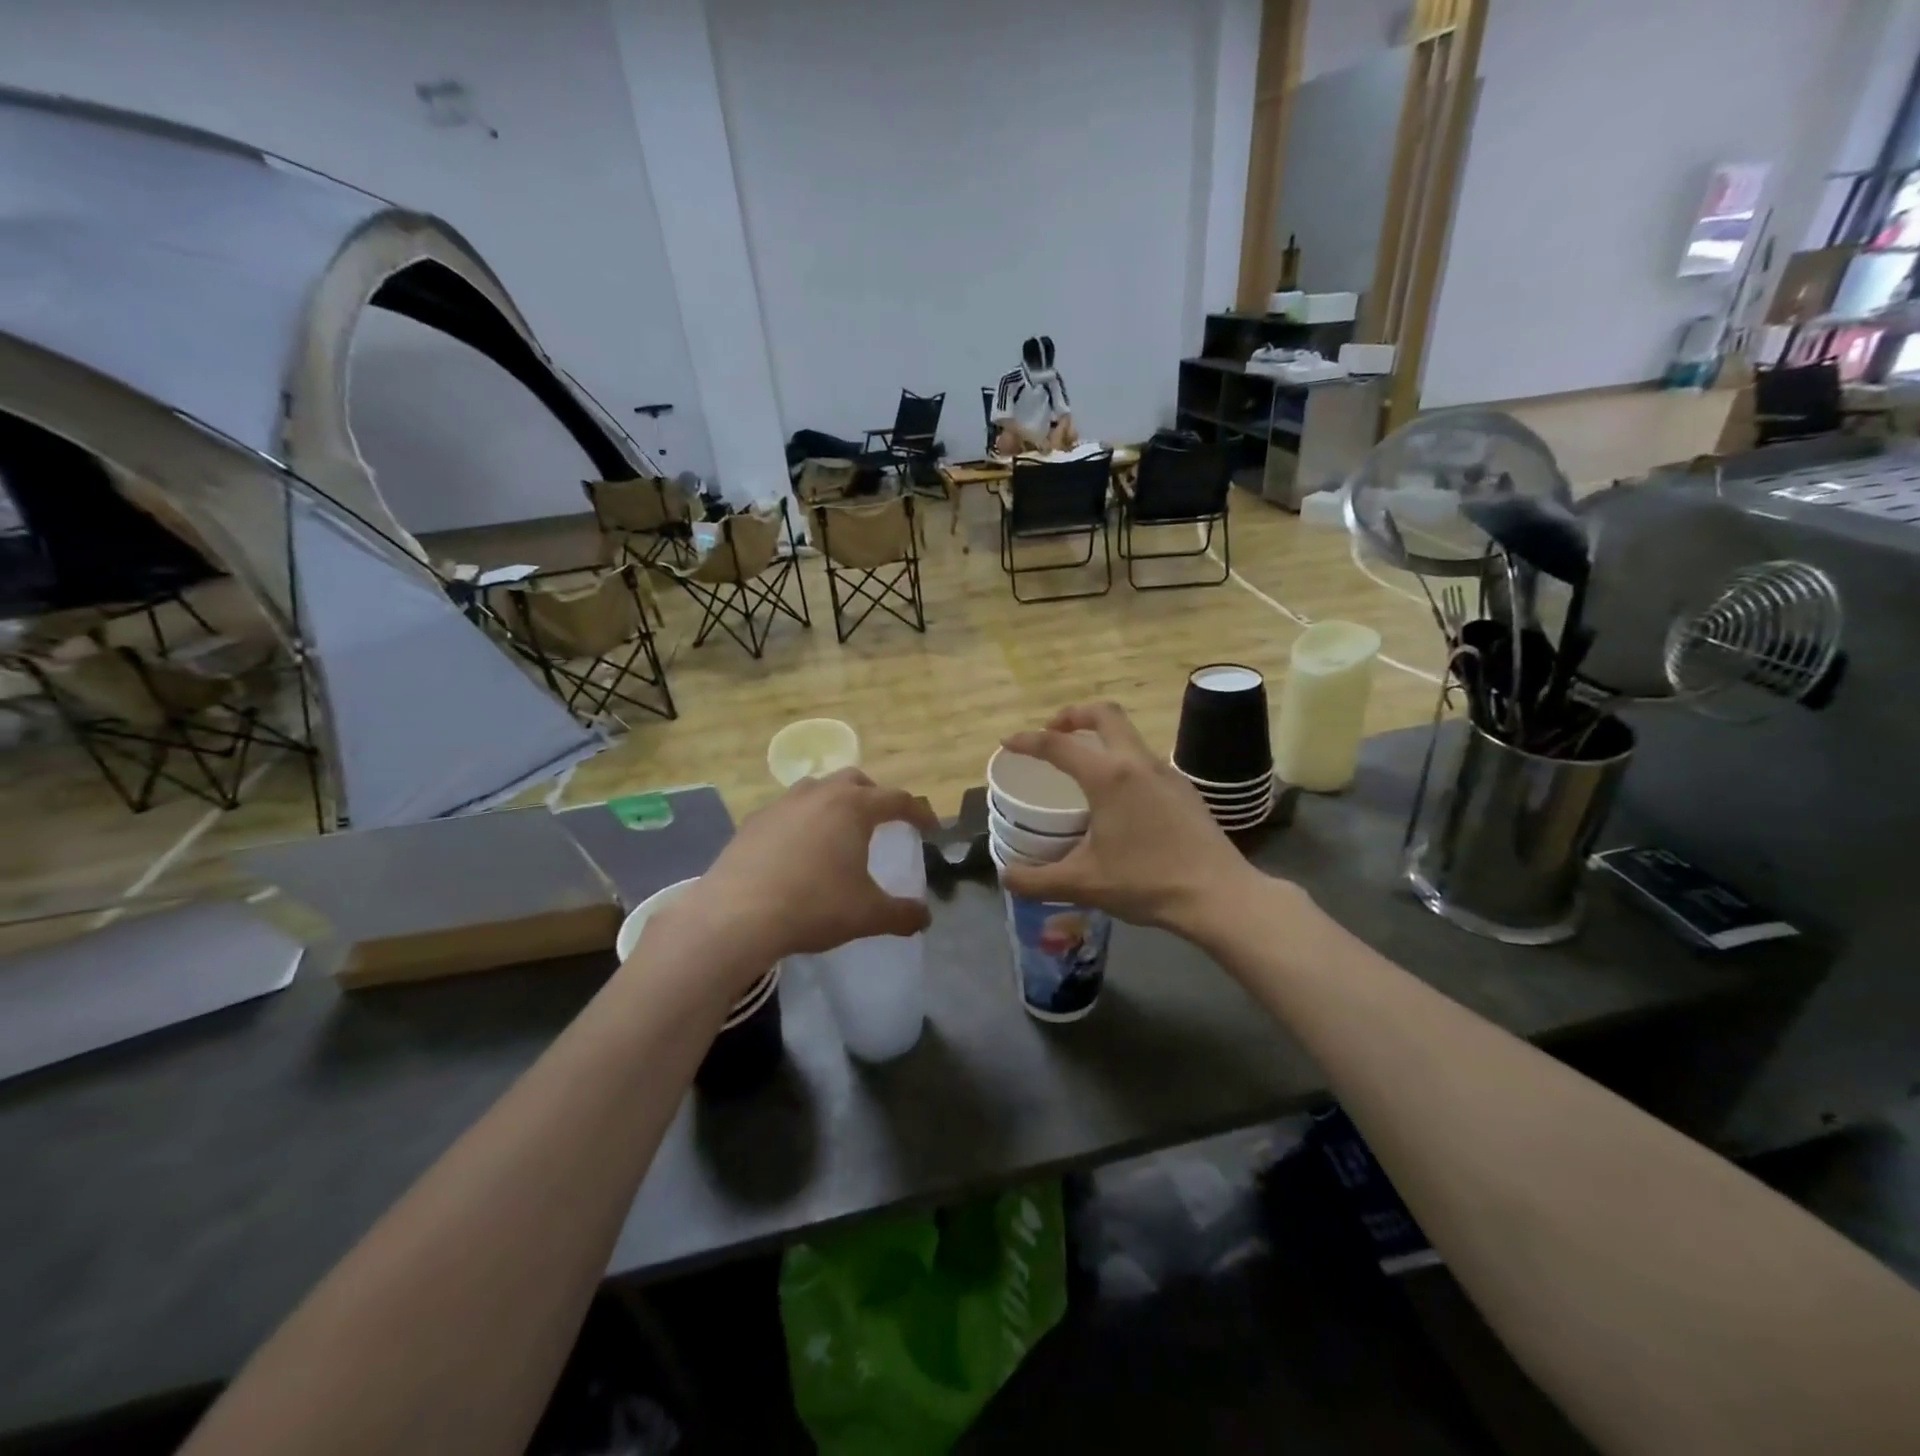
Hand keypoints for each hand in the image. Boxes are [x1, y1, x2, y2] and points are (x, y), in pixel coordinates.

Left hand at [670, 770, 936, 992]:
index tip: (929, 827)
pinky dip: (803, 820)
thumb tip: (925, 917)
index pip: (897, 799)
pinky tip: (798, 848)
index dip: (918, 812)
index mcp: (853, 807)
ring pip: (817, 788)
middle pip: (855, 780)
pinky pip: (787, 810)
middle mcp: (819, 794)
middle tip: (883, 820)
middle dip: (874, 795)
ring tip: (839, 828)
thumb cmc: (813, 906)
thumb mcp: (867, 915)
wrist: (736, 915)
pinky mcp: (753, 822)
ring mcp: (781, 804)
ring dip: (835, 801)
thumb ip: (902, 914)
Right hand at [998, 703, 1264, 937]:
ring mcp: (1167, 773)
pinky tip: (1119, 799)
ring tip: (1082, 767)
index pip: (1058, 745)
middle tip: (1052, 732)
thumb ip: (1035, 880)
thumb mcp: (1082, 884)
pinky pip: (1145, 760)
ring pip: (1129, 735)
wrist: (1218, 895)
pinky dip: (1122, 761)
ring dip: (1100, 737)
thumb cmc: (1146, 883)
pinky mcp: (1185, 789)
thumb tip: (1005, 876)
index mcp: (1109, 777)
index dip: (1027, 740)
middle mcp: (1138, 763)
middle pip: (1104, 714)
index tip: (1008, 743)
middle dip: (1072, 715)